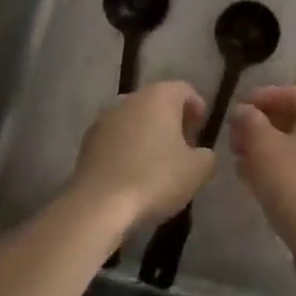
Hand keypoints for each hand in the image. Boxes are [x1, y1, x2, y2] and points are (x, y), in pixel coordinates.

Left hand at [71, 81, 213, 225]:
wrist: (99, 205)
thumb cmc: (156, 178)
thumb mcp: (198, 170)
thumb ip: (207, 155)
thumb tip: (201, 153)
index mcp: (160, 96)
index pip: (185, 90)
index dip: (197, 108)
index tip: (201, 129)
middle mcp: (130, 98)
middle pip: (157, 102)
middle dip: (172, 120)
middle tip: (183, 146)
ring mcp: (105, 118)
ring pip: (134, 119)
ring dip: (147, 134)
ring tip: (157, 162)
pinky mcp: (87, 141)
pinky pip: (116, 138)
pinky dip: (127, 148)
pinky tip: (133, 173)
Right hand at [230, 86, 295, 264]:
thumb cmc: (295, 182)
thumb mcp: (264, 147)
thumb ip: (250, 122)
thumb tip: (243, 110)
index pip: (290, 93)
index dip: (261, 97)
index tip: (235, 109)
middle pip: (293, 118)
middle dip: (260, 125)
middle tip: (233, 137)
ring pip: (295, 145)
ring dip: (265, 148)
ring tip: (238, 159)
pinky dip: (277, 166)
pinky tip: (252, 179)